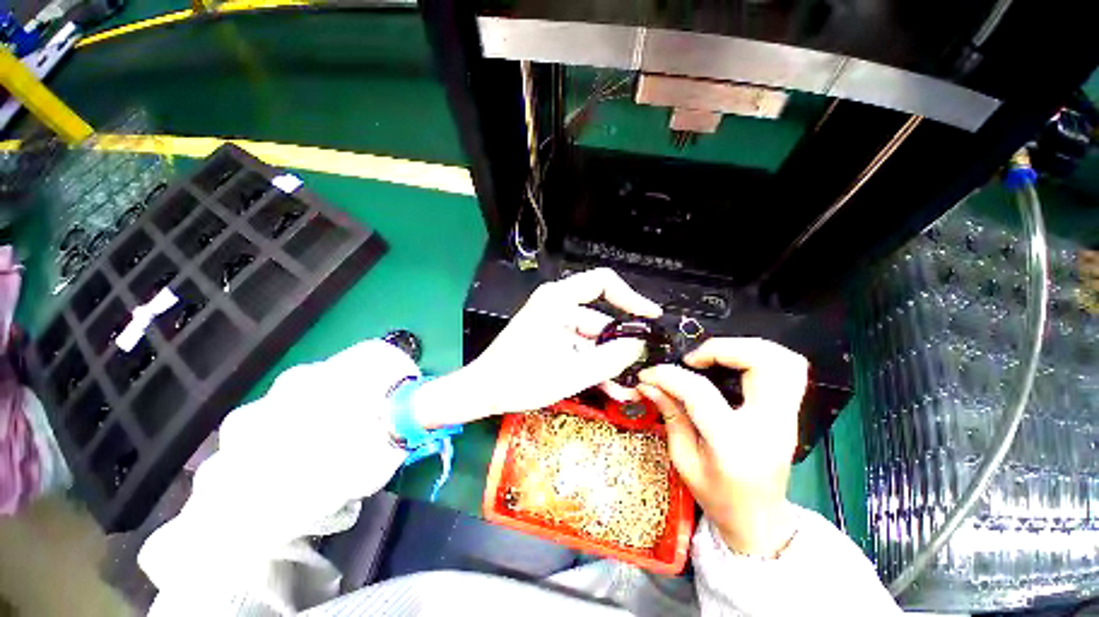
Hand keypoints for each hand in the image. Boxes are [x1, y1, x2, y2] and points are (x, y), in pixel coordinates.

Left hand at [413, 268, 661, 428]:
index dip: (630, 297)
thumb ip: (610, 358)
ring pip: (591, 338)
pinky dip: (590, 362)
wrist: (483, 391)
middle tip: (636, 368)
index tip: (649, 317)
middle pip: (600, 319)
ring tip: (621, 385)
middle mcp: (557, 305)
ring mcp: (553, 321)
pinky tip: (605, 384)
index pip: (603, 283)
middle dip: (618, 346)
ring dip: (605, 361)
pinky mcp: (551, 336)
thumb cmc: (519, 378)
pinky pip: (578, 346)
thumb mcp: (572, 372)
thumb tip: (638, 345)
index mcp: (558, 300)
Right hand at [637, 338, 807, 556]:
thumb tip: (649, 383)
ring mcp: (787, 417)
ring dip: (746, 347)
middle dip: (722, 348)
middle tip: (694, 359)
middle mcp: (769, 425)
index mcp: (735, 443)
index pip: (700, 393)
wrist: (758, 519)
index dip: (669, 376)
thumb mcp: (683, 460)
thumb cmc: (717, 496)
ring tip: (715, 356)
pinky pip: (790, 370)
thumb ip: (669, 415)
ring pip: (784, 361)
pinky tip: (735, 362)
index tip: (649, 374)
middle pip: (762, 363)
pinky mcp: (790, 412)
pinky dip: (762, 355)